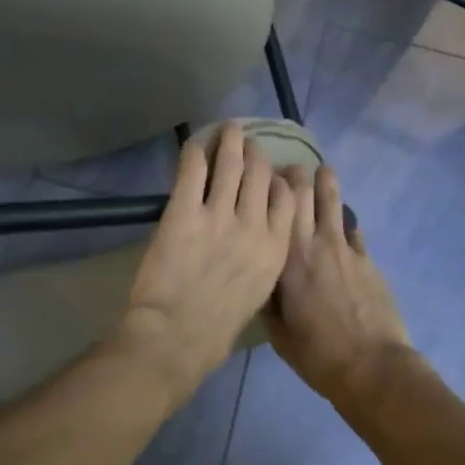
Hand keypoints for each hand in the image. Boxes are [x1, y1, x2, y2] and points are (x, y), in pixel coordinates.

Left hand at [120, 123, 296, 404]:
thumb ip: (258, 262)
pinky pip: (193, 170)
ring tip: (229, 128)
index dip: (280, 178)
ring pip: (231, 164)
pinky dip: (196, 151)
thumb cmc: (215, 329)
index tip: (275, 170)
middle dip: (256, 153)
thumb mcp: (255, 295)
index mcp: (275, 250)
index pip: (287, 199)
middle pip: (261, 175)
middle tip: (248, 142)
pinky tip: (196, 141)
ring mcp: (219, 216)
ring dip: (230, 141)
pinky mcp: (184, 211)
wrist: (177, 337)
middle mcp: (254, 225)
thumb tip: (250, 244)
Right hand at [268, 164, 419, 408]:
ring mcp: (345, 249)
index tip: (261, 176)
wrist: (372, 367)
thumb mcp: (278, 334)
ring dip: (327, 184)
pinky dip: (346, 220)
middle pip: (306, 195)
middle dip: (297, 175)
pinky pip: (354, 230)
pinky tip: (344, 219)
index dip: (269, 186)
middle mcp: (314, 244)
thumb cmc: (318, 354)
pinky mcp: (368, 261)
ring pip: (334, 204)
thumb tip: (261, 283)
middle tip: (289, 168)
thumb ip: (268, 301)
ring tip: (323, 170)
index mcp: (286, 260)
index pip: (275, 207)